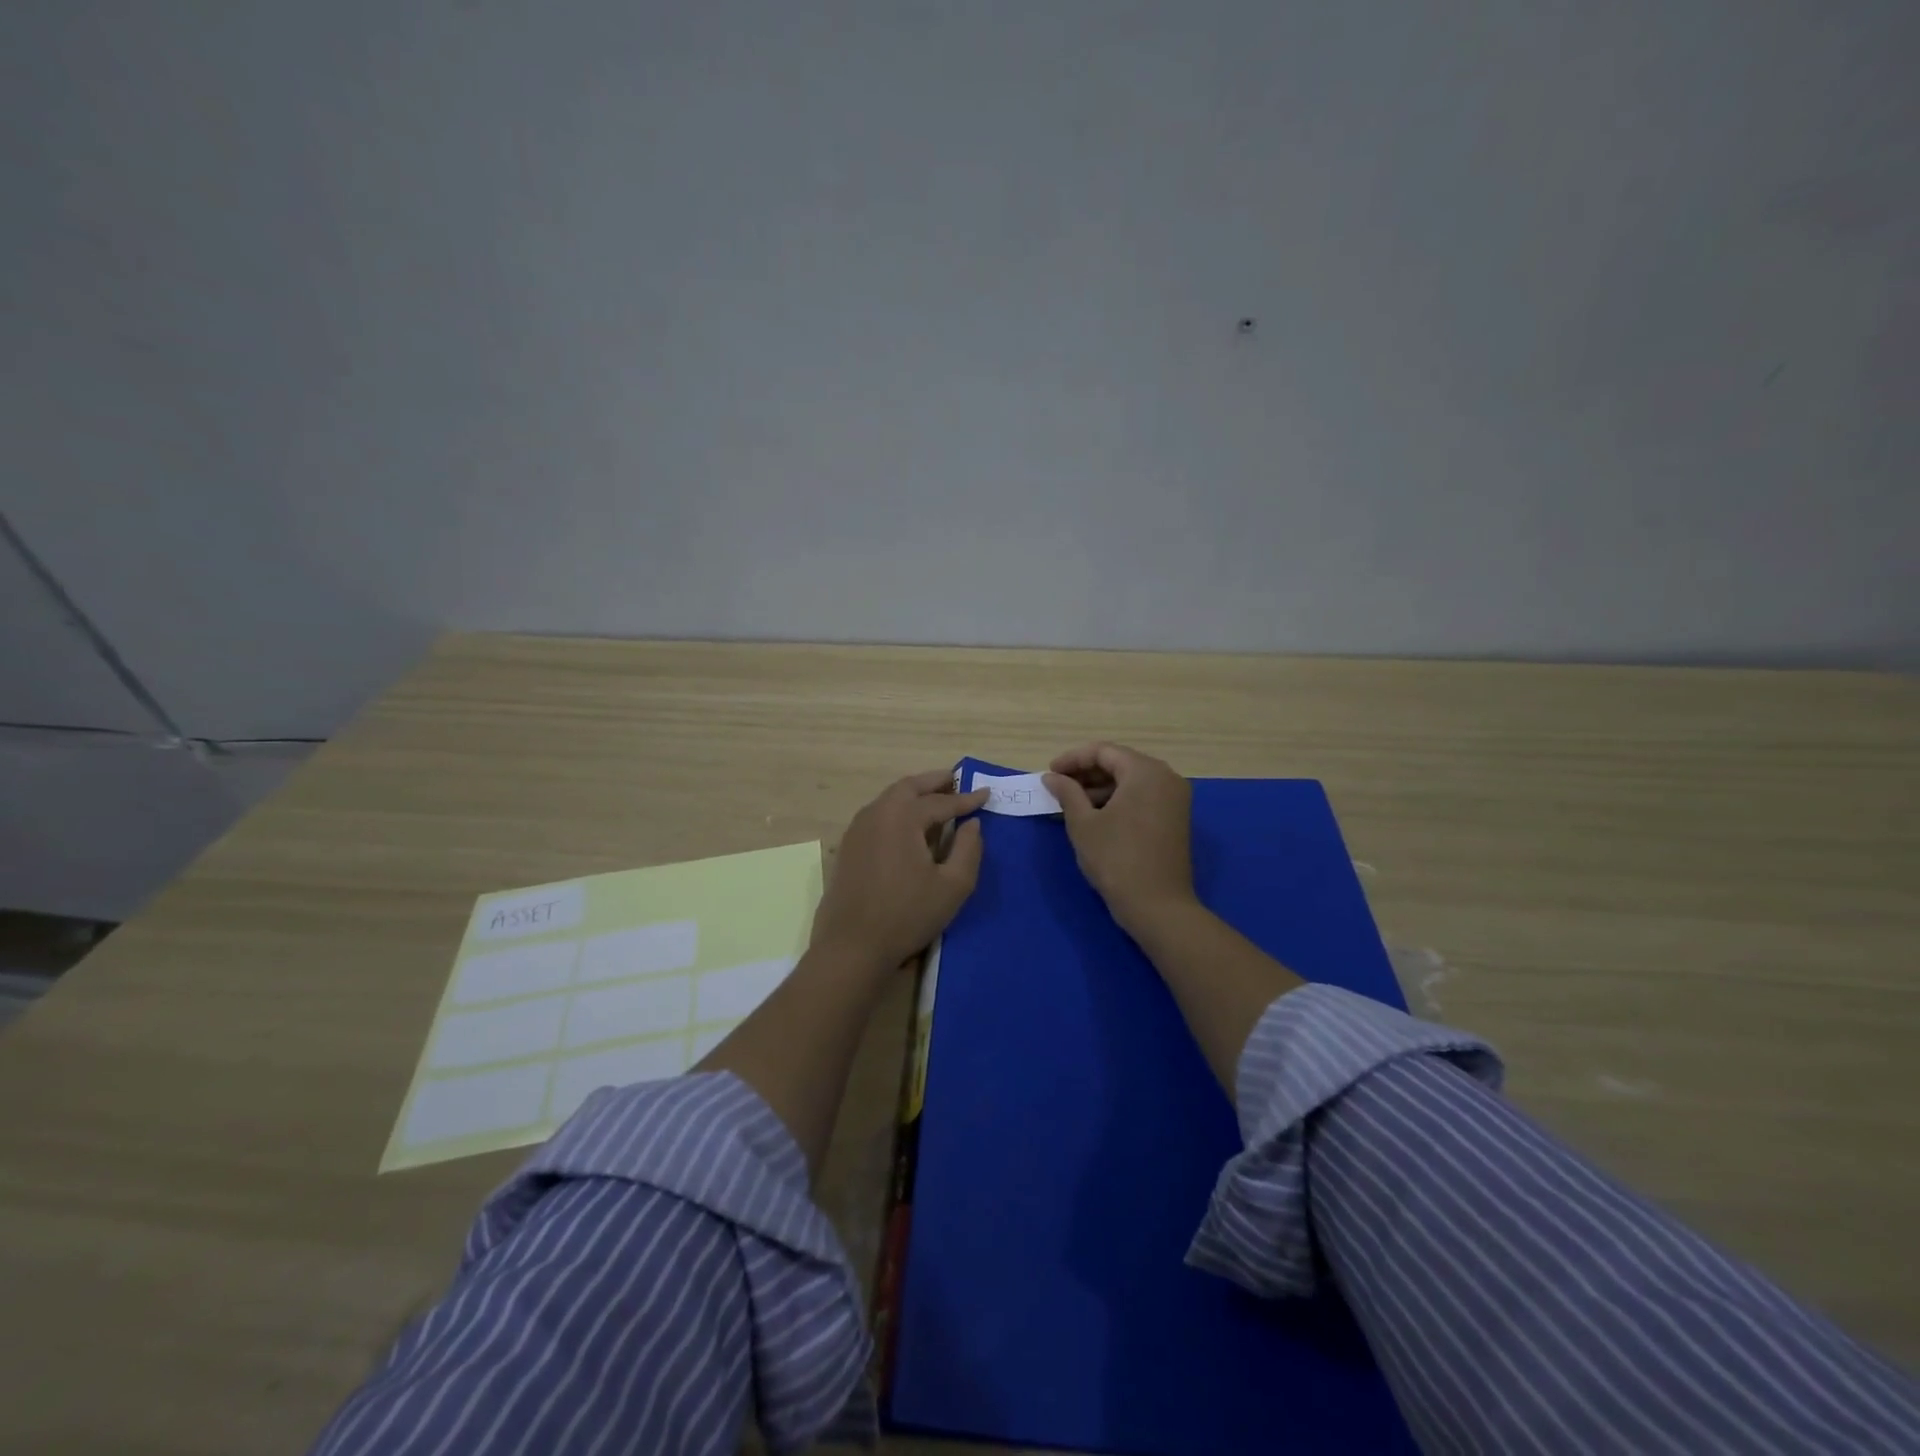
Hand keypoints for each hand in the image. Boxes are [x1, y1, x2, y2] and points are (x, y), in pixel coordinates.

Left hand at [810, 769, 987, 969]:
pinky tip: (910, 825)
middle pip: (909, 787)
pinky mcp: (848, 847)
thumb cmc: (907, 915)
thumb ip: (968, 849)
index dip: (967, 799)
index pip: (941, 802)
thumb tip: (972, 824)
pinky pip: (878, 815)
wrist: (852, 946)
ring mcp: (857, 829)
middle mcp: (876, 813)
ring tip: (936, 798)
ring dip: (914, 793)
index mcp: (902, 816)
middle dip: (935, 782)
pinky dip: (898, 809)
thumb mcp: (952, 886)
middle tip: (956, 780)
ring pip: (890, 799)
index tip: (986, 793)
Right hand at [1045, 743, 1194, 928]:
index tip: (1049, 774)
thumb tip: (1052, 777)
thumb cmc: (1116, 860)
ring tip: (1071, 803)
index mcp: (1145, 772)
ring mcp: (1174, 798)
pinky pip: (1143, 797)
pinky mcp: (1175, 818)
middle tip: (1058, 787)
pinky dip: (1118, 800)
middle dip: (1086, 773)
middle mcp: (1166, 777)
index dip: (1072, 759)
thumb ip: (1067, 793)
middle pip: (1120, 763)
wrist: (1158, 906)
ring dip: (1101, 788)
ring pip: (1131, 781)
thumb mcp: (1083, 824)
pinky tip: (1095, 815)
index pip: (1103, 751)